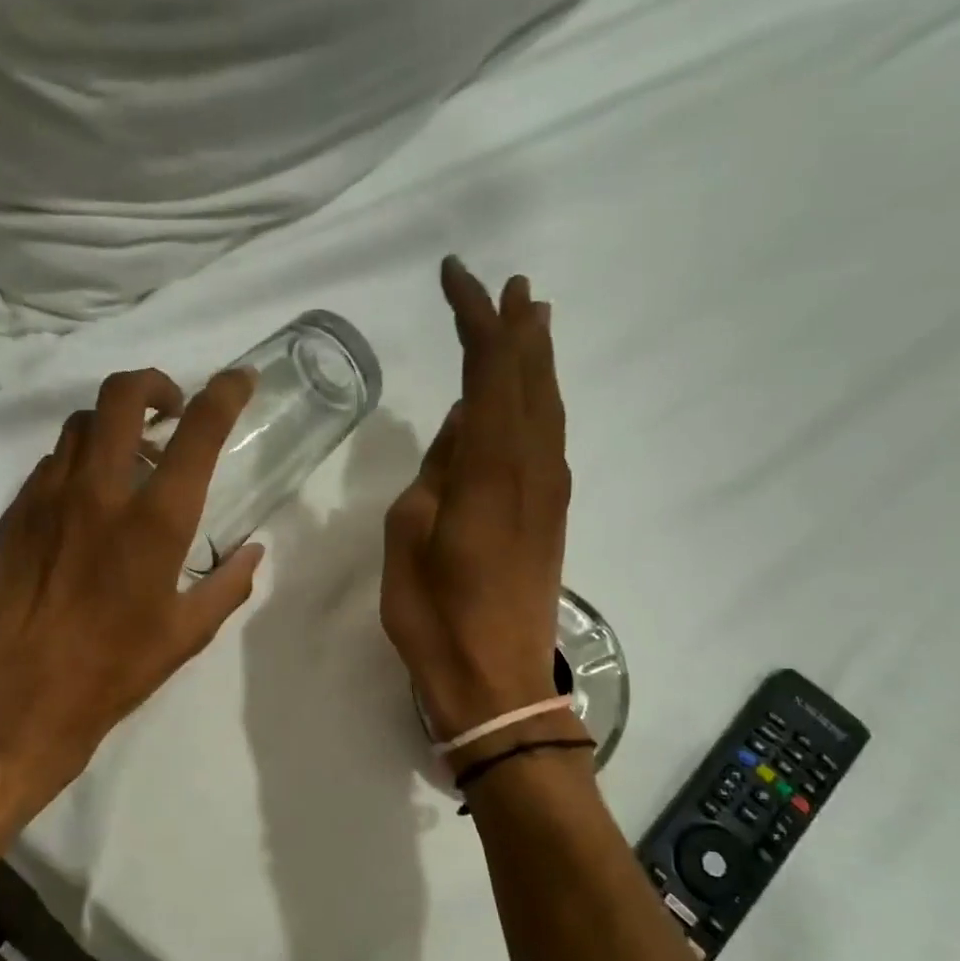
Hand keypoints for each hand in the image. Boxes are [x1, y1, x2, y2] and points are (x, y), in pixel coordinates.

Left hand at [0, 367, 262, 818]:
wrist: (20, 695)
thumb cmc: (115, 668)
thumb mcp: (188, 633)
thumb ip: (228, 584)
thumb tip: (252, 551)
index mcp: (156, 521)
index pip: (198, 430)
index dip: (225, 392)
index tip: (240, 379)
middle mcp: (101, 491)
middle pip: (122, 395)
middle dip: (154, 384)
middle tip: (170, 409)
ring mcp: (49, 496)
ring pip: (82, 424)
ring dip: (114, 425)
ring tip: (130, 459)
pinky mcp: (14, 513)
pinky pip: (51, 464)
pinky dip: (79, 465)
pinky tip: (86, 503)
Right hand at [382, 257, 573, 742]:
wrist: (497, 682)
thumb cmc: (436, 617)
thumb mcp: (408, 540)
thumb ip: (435, 475)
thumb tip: (463, 427)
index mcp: (490, 471)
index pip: (489, 372)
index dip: (476, 319)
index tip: (456, 278)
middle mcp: (532, 470)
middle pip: (530, 380)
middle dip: (517, 328)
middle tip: (510, 286)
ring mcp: (548, 493)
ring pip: (548, 407)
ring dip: (537, 361)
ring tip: (530, 322)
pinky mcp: (551, 516)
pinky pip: (549, 438)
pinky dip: (541, 402)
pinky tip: (530, 399)